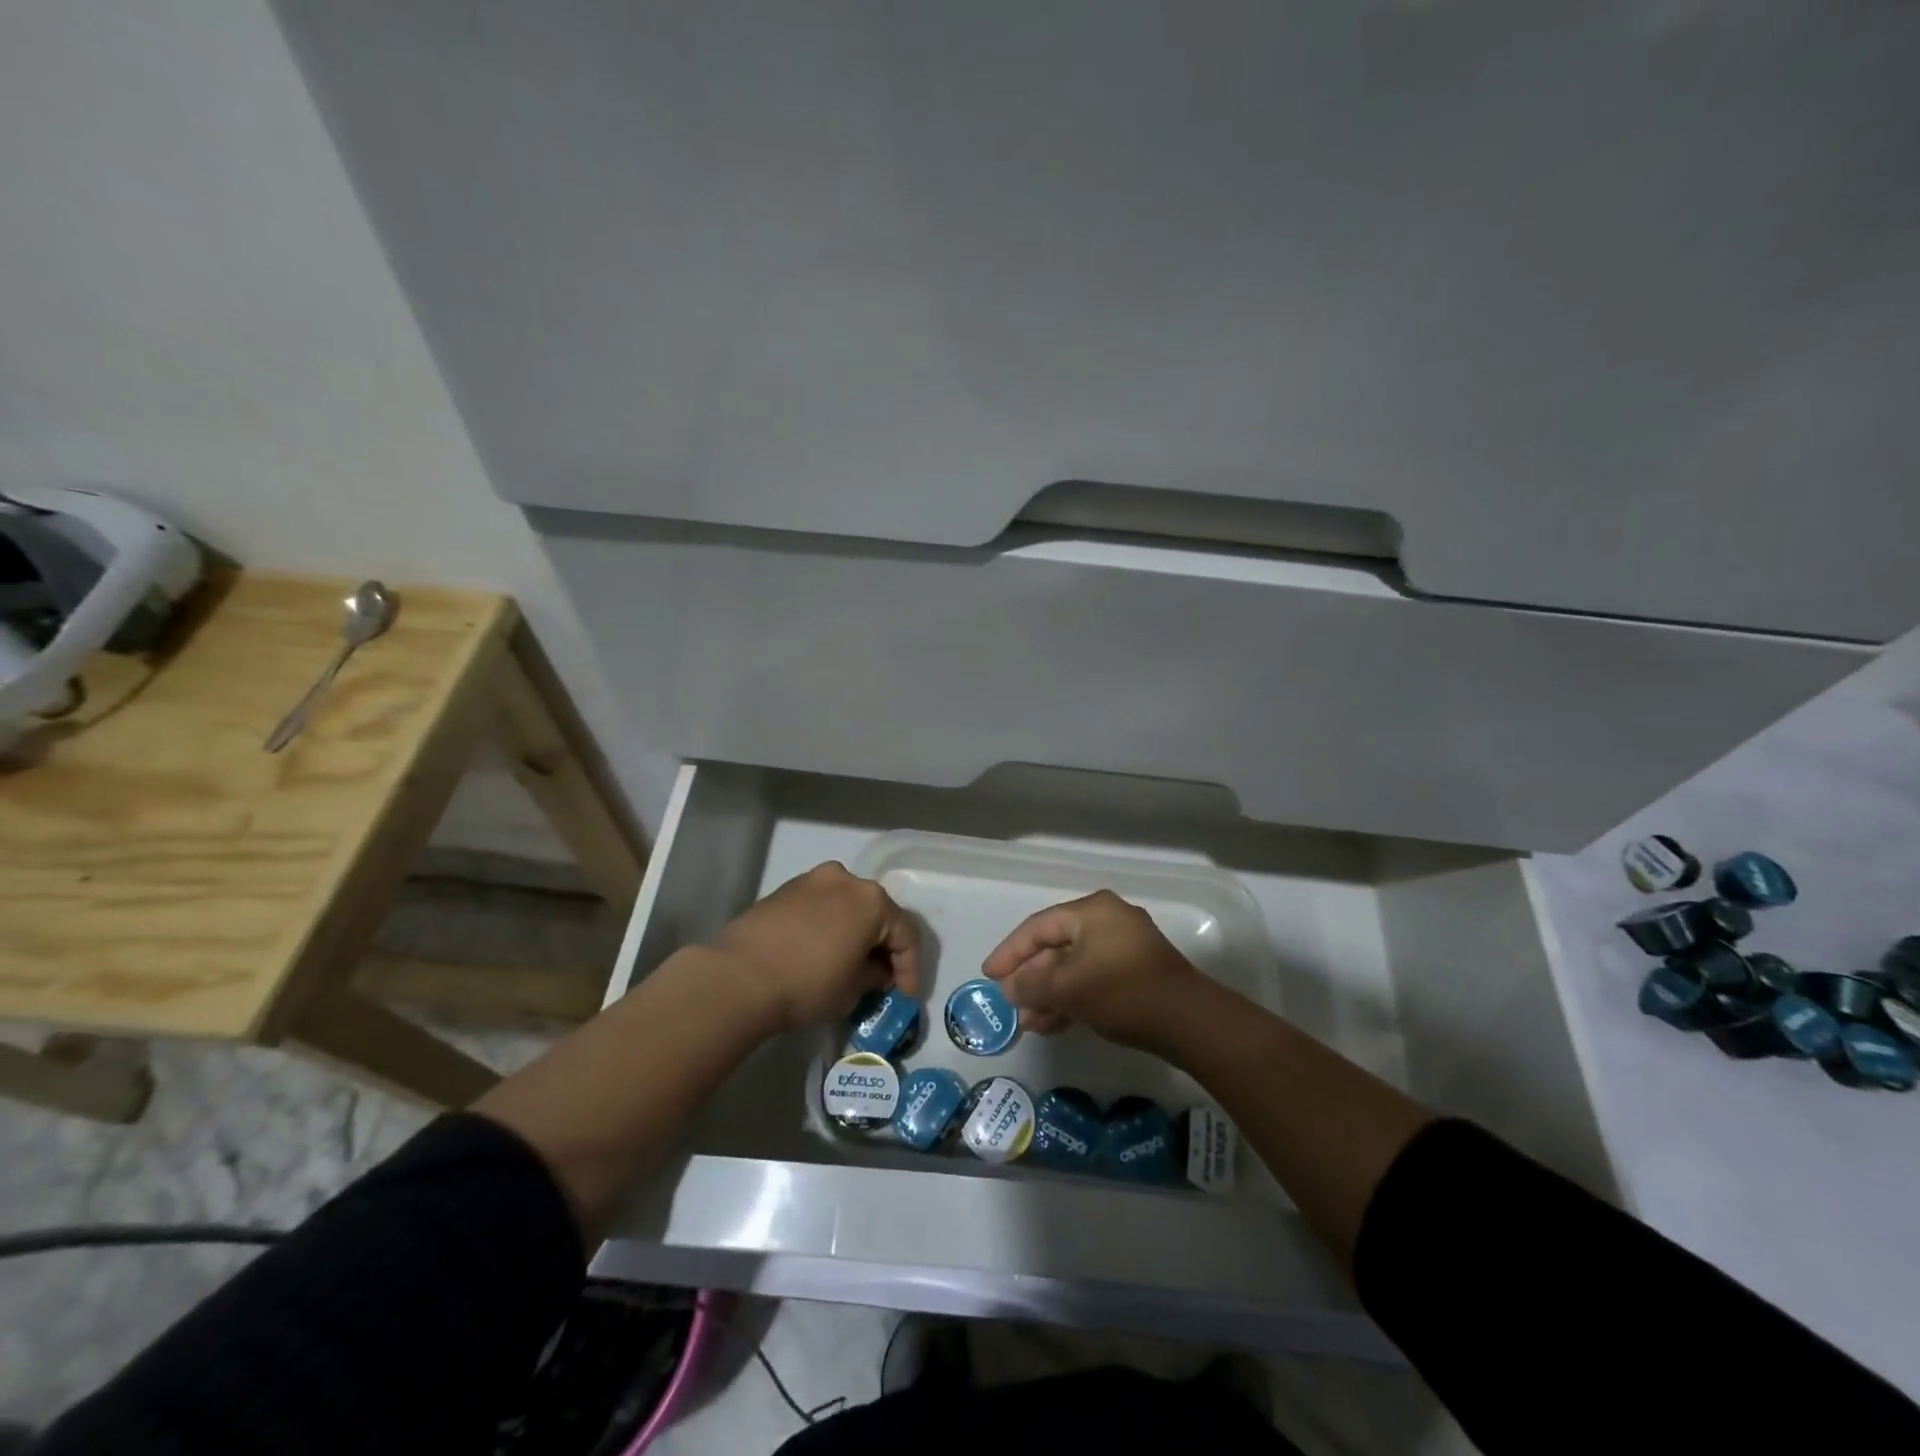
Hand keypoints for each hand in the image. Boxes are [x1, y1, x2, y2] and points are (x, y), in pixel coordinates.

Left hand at [713, 862, 921, 1032]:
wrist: (739, 977)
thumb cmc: (808, 983)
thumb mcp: (852, 990)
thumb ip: (873, 976)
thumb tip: (874, 971)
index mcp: (872, 900)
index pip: (906, 934)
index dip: (910, 968)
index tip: (904, 996)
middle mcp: (846, 880)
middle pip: (877, 913)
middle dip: (882, 947)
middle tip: (880, 979)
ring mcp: (812, 880)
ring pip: (846, 906)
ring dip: (853, 933)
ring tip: (848, 965)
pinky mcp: (784, 890)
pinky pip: (819, 907)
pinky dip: (827, 927)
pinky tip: (820, 953)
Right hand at [981, 889, 1203, 1052]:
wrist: (1189, 1021)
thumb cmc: (1122, 992)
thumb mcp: (1068, 988)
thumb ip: (1032, 985)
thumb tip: (1010, 988)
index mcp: (1092, 911)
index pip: (1038, 926)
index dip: (1010, 952)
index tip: (988, 975)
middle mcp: (1108, 920)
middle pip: (1056, 946)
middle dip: (1031, 978)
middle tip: (1009, 1003)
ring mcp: (1125, 946)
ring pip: (1074, 966)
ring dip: (1049, 993)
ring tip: (1029, 1023)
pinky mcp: (1136, 973)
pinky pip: (1092, 978)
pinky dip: (1072, 997)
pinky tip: (1054, 1024)